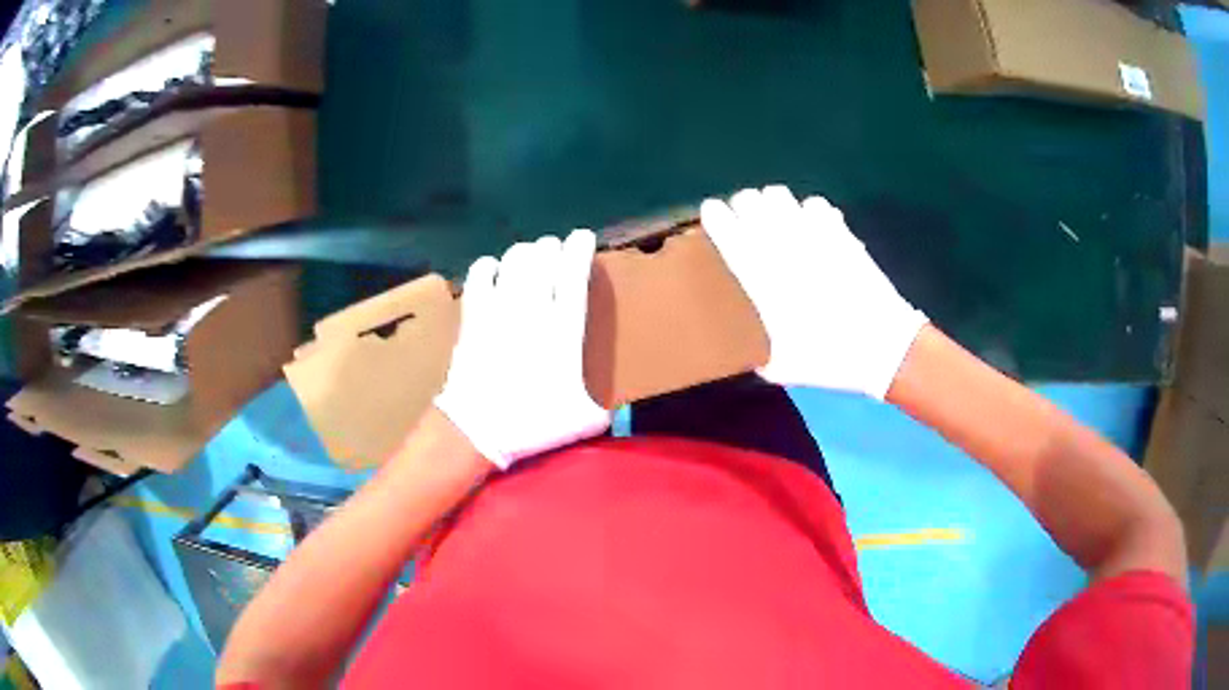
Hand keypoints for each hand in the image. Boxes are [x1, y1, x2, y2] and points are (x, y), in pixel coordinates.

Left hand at [434, 230, 611, 468]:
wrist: (478, 430)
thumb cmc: (533, 424)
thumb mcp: (585, 420)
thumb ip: (601, 406)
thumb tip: (608, 408)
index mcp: (565, 331)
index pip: (574, 276)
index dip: (580, 250)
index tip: (583, 236)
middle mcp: (534, 310)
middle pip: (543, 259)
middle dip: (551, 248)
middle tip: (555, 250)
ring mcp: (500, 310)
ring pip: (514, 260)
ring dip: (524, 252)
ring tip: (528, 256)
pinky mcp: (474, 316)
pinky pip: (480, 275)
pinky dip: (488, 266)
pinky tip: (493, 270)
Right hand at [701, 185, 926, 399]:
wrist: (883, 346)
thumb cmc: (831, 358)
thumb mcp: (786, 368)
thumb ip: (763, 359)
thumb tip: (756, 359)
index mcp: (762, 277)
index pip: (727, 230)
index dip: (716, 215)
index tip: (712, 213)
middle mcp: (782, 247)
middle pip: (750, 200)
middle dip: (744, 206)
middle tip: (747, 222)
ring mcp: (814, 235)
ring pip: (780, 195)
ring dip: (774, 204)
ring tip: (778, 221)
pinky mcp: (841, 233)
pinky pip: (816, 204)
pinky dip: (809, 211)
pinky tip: (814, 228)